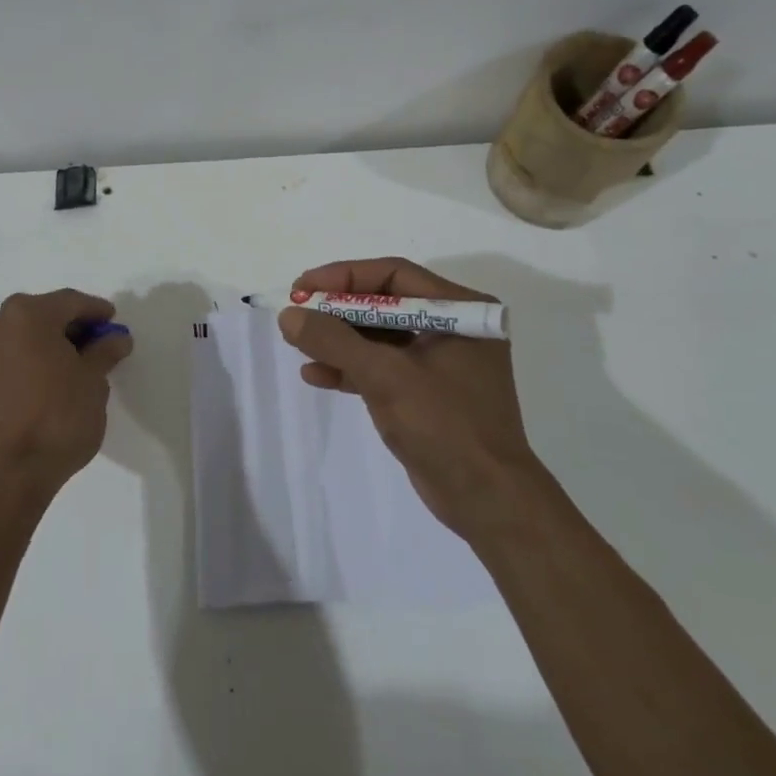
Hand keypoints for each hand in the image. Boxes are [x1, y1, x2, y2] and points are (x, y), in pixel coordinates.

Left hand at [0, 289, 132, 501]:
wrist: (7, 473)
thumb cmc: (57, 417)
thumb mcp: (93, 382)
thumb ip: (105, 352)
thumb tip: (116, 338)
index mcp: (27, 314)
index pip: (70, 302)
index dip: (96, 311)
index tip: (114, 323)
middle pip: (44, 314)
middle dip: (72, 326)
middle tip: (99, 344)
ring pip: (24, 335)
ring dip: (50, 343)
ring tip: (76, 365)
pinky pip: (9, 356)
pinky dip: (31, 360)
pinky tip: (50, 380)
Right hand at [279, 257, 532, 542]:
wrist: (487, 500)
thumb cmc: (444, 425)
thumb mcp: (384, 376)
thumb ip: (334, 341)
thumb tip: (289, 315)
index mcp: (460, 310)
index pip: (394, 275)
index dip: (344, 277)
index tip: (303, 286)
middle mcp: (453, 328)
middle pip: (385, 304)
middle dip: (338, 311)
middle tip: (297, 313)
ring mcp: (441, 362)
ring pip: (380, 337)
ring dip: (339, 341)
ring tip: (298, 345)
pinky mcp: (428, 393)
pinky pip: (383, 367)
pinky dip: (352, 369)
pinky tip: (316, 375)